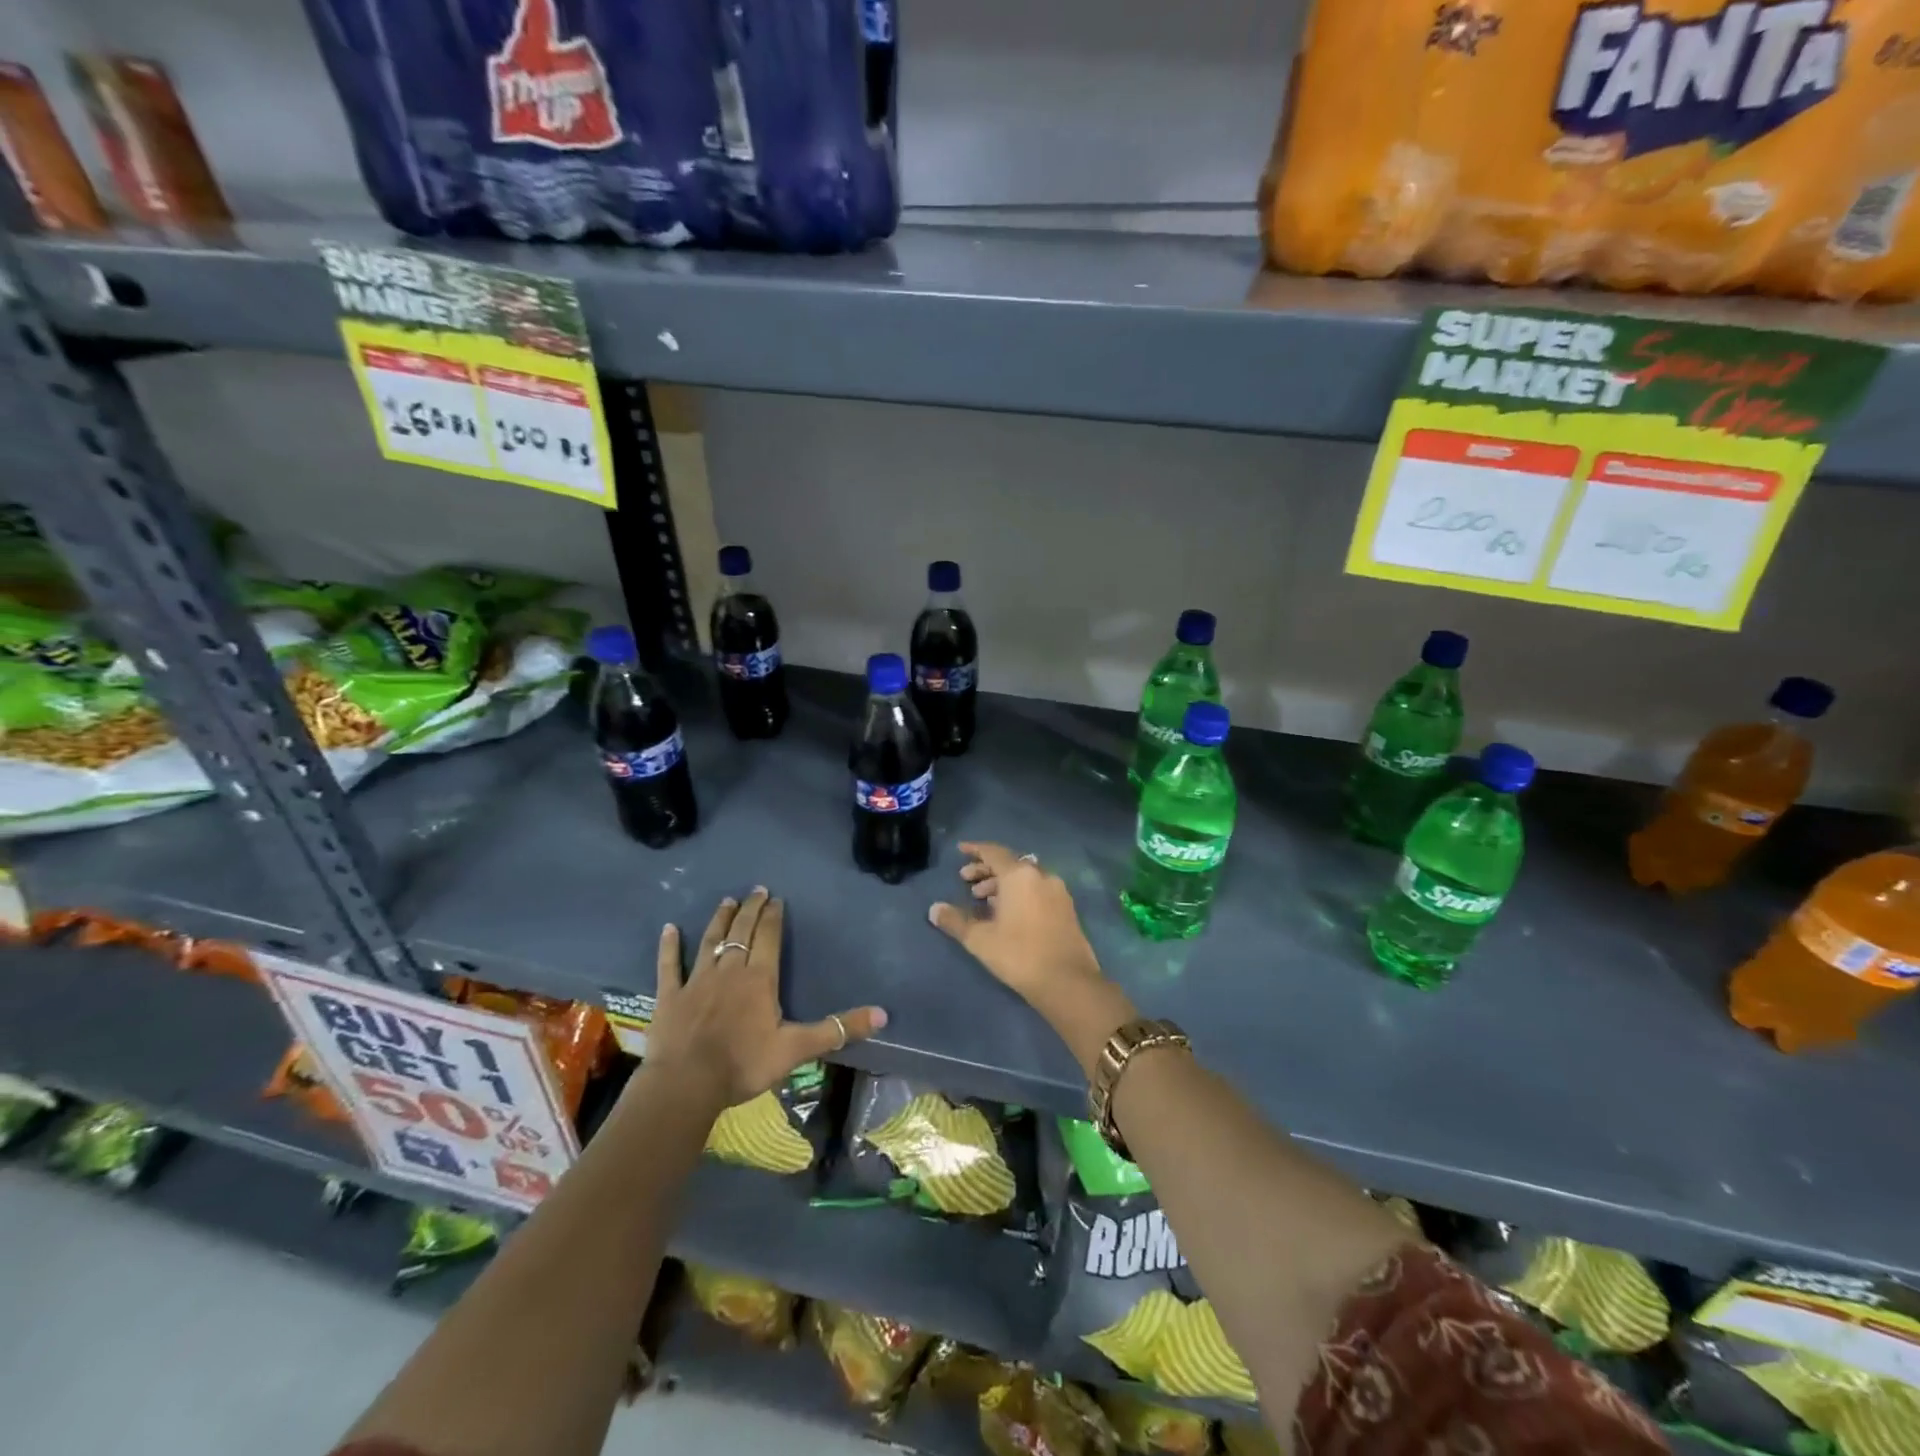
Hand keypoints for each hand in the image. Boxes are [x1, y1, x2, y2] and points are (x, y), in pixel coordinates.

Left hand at [648, 888, 886, 1109]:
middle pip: (741, 932)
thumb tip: (882, 1015)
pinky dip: (669, 946)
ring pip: (710, 941)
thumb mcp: (797, 1049)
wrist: (687, 1084)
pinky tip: (669, 929)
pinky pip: (669, 965)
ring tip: (726, 901)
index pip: (768, 938)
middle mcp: (729, 970)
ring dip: (719, 920)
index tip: (776, 900)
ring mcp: (696, 980)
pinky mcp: (670, 996)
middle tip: (756, 890)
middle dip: (750, 909)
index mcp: (760, 979)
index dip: (773, 917)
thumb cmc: (744, 1065)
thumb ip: (837, 1029)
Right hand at [928, 842, 1105, 1010]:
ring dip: (1002, 883)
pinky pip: (1038, 889)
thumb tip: (934, 909)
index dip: (975, 850)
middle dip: (986, 870)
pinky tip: (1007, 912)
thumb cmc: (1019, 954)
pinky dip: (1020, 893)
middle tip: (966, 881)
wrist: (1067, 980)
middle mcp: (1041, 875)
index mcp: (1020, 875)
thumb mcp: (980, 939)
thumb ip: (956, 921)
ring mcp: (1058, 891)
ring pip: (1025, 877)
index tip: (960, 850)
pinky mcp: (1067, 908)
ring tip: (983, 899)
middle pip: (1010, 863)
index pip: (994, 852)